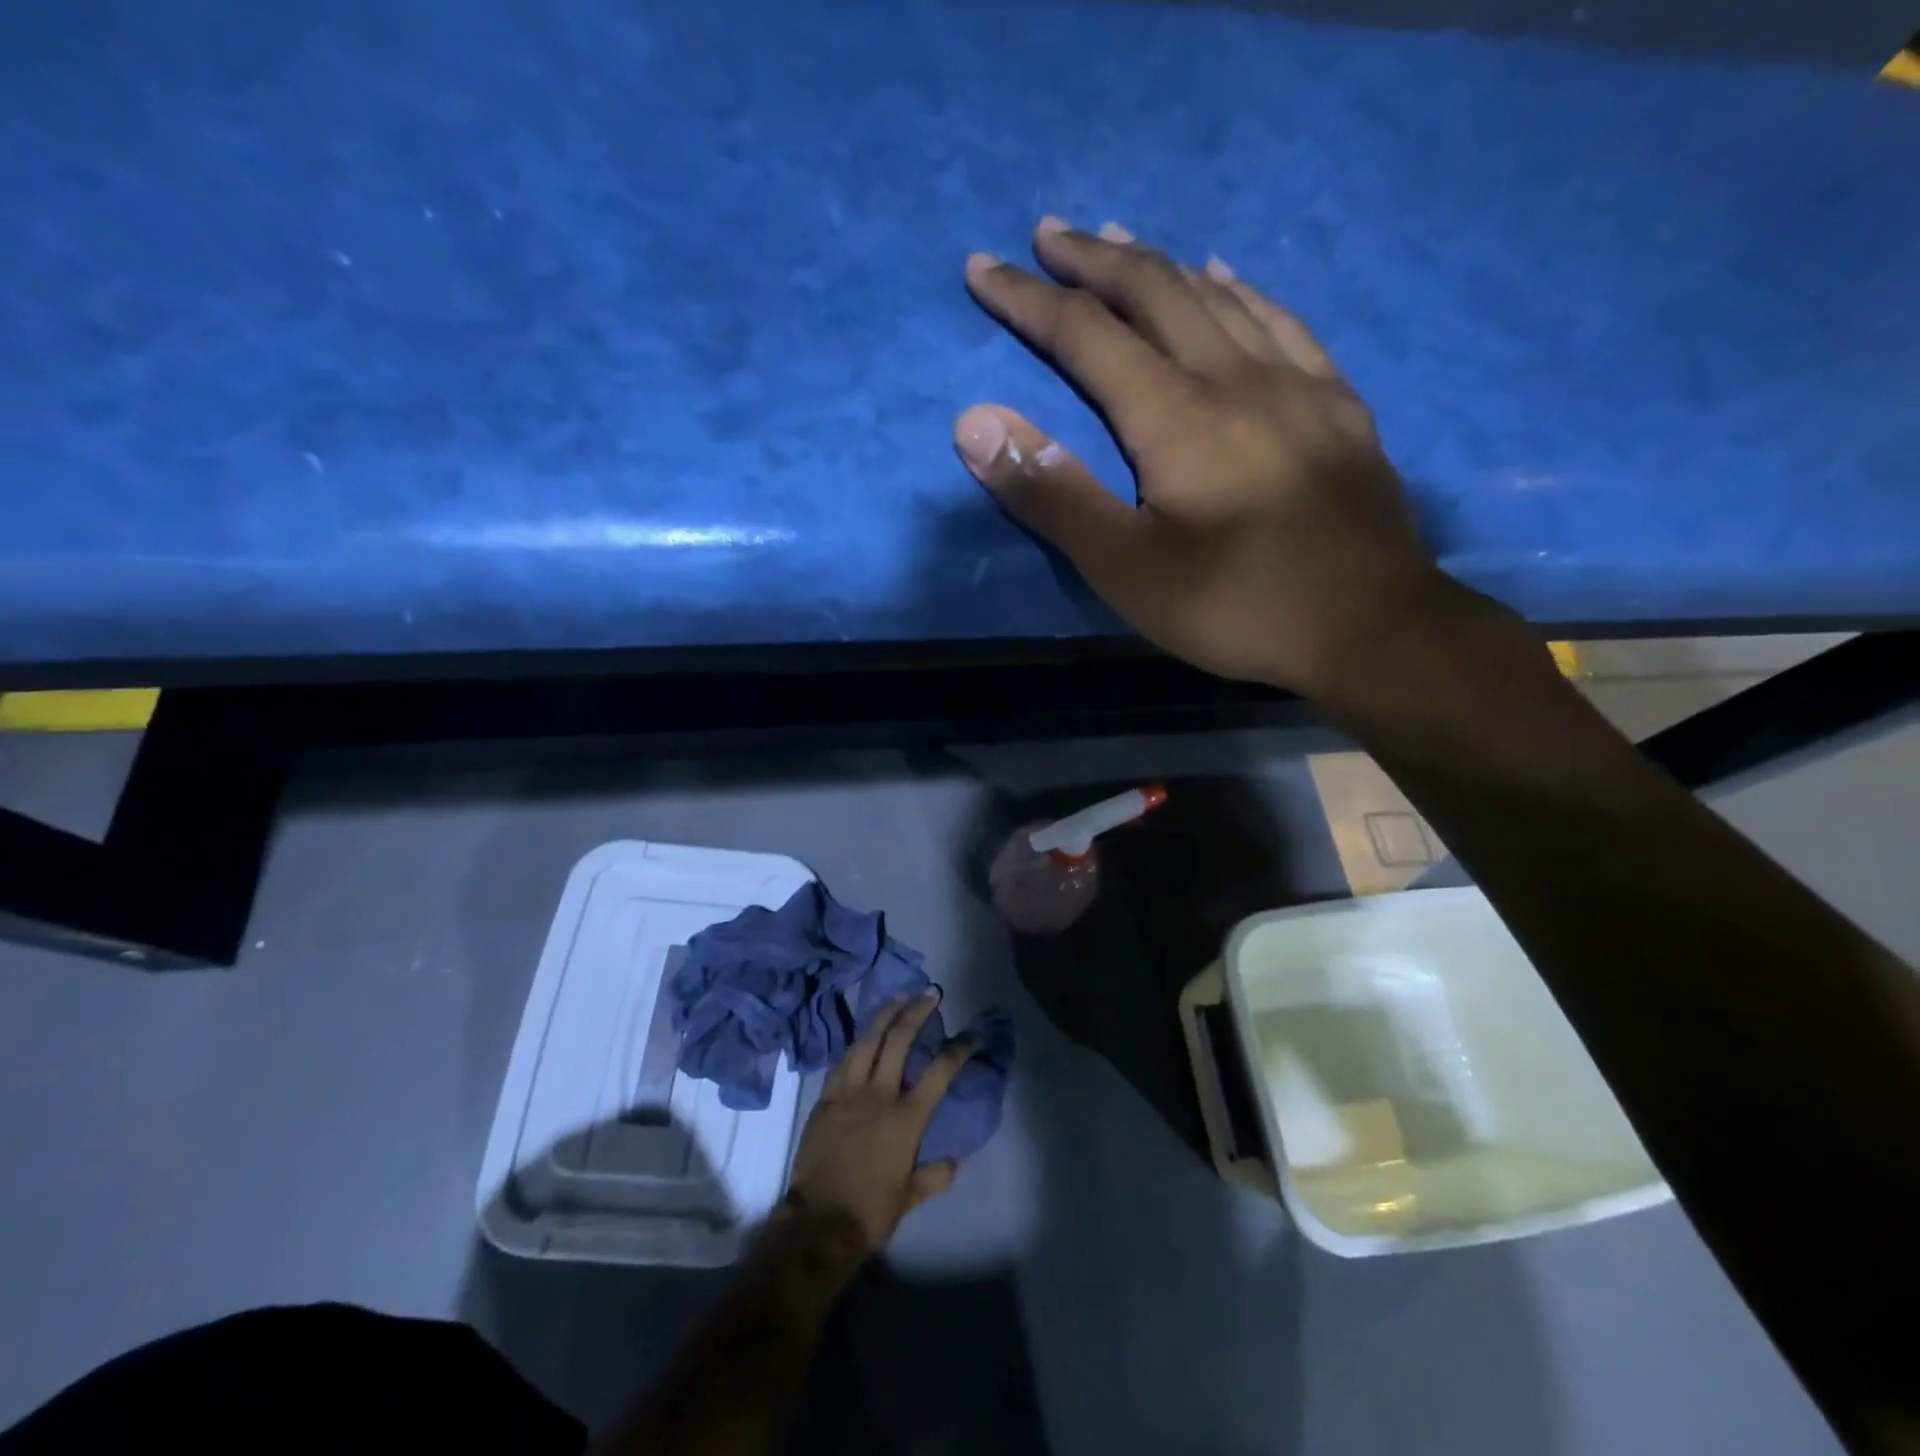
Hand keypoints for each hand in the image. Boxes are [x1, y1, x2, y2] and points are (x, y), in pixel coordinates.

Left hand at [784, 991, 974, 1252]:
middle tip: (930, 994)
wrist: (818, 1222)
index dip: (959, 1050)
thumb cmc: (870, 1211)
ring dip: (885, 1014)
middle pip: (900, 1039)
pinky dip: (858, 1042)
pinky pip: (844, 1059)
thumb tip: (954, 1160)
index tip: (971, 1035)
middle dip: (917, 1011)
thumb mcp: (911, 1197)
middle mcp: (879, 1094)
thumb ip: (935, 1175)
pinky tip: (865, 1034)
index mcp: (906, 1117)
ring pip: (868, 1040)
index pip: (939, 1072)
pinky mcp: (825, 1097)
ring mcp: (849, 1092)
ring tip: (898, 997)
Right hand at [956, 217, 1450, 694]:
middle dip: (1093, 259)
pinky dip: (1240, 288)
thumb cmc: (1235, 606)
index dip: (1028, 299)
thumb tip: (974, 421)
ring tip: (1121, 244)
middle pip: (1156, 292)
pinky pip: (1281, 321)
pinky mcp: (1338, 405)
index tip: (983, 268)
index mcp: (1177, 416)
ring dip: (1159, 265)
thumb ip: (1051, 495)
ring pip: (1218, 296)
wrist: (1370, 629)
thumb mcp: (1125, 568)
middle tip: (1048, 235)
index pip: (1087, 333)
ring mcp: (1297, 383)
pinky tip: (1227, 277)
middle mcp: (1236, 377)